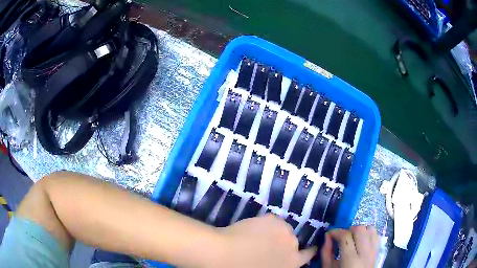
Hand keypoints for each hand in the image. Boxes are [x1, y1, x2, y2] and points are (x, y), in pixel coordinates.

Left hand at [216, 214, 316, 267]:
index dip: (308, 251)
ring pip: (283, 229)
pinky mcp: (273, 219)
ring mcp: (284, 230)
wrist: (226, 254)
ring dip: (276, 232)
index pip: (307, 254)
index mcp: (292, 262)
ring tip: (259, 236)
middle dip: (284, 243)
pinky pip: (273, 221)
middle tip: (269, 244)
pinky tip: (253, 230)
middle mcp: (293, 245)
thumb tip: (278, 259)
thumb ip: (280, 264)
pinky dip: (265, 225)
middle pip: (293, 241)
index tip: (309, 248)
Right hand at [321, 226, 378, 267]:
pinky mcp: (378, 250)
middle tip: (342, 238)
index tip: (330, 234)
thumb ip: (326, 252)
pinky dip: (368, 233)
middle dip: (349, 230)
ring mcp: (374, 251)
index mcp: (351, 260)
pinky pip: (376, 235)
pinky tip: (361, 241)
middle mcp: (365, 253)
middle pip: (360, 229)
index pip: (346, 236)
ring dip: (360, 231)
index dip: (336, 232)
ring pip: (370, 229)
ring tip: (352, 239)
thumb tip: (328, 236)